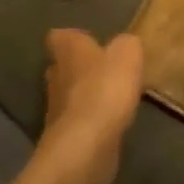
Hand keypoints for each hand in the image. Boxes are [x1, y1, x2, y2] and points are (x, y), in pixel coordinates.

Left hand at [41, 29, 143, 183]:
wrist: (86, 146)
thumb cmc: (105, 89)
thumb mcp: (127, 54)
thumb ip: (126, 44)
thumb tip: (124, 45)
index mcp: (68, 51)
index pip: (59, 36)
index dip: (73, 38)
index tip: (89, 41)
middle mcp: (56, 76)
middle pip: (63, 67)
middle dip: (81, 67)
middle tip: (106, 69)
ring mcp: (57, 110)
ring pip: (70, 96)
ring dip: (87, 96)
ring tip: (114, 97)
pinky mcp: (66, 138)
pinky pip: (80, 123)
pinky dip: (92, 122)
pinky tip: (112, 124)